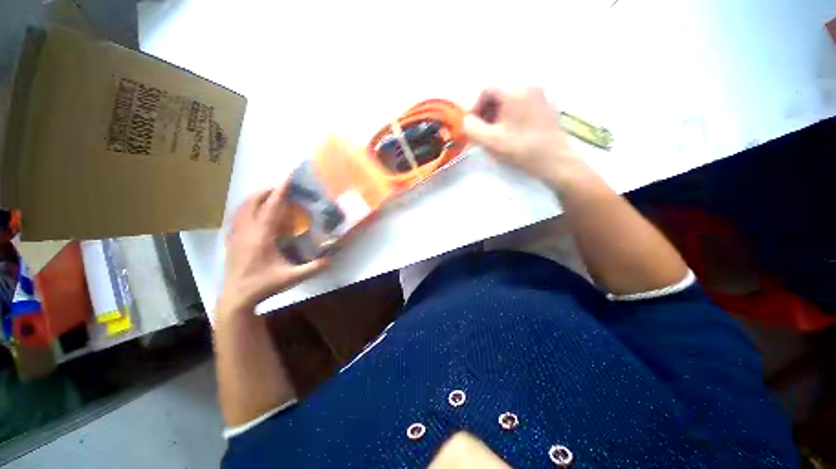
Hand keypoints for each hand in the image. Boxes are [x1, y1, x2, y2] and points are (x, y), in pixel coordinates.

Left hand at [218, 182, 327, 313]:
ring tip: (269, 195)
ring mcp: (236, 235)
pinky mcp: (231, 240)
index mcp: (262, 236)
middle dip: (267, 191)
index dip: (280, 191)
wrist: (236, 297)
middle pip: (253, 202)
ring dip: (256, 198)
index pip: (271, 207)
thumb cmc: (264, 285)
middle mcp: (247, 231)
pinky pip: (237, 217)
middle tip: (282, 187)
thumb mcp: (292, 278)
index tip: (288, 177)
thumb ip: (313, 268)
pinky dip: (246, 208)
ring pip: (242, 208)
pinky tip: (252, 212)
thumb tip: (331, 259)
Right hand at [464, 87, 586, 185]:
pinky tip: (511, 133)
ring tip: (495, 134)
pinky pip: (523, 106)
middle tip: (482, 131)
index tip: (472, 125)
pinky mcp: (547, 108)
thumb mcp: (490, 141)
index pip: (486, 90)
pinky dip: (512, 116)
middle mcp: (529, 86)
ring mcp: (541, 96)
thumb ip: (472, 128)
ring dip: (498, 115)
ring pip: (511, 100)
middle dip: (486, 112)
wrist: (554, 160)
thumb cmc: (520, 149)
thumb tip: (466, 120)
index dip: (475, 107)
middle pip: (500, 94)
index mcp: (514, 90)